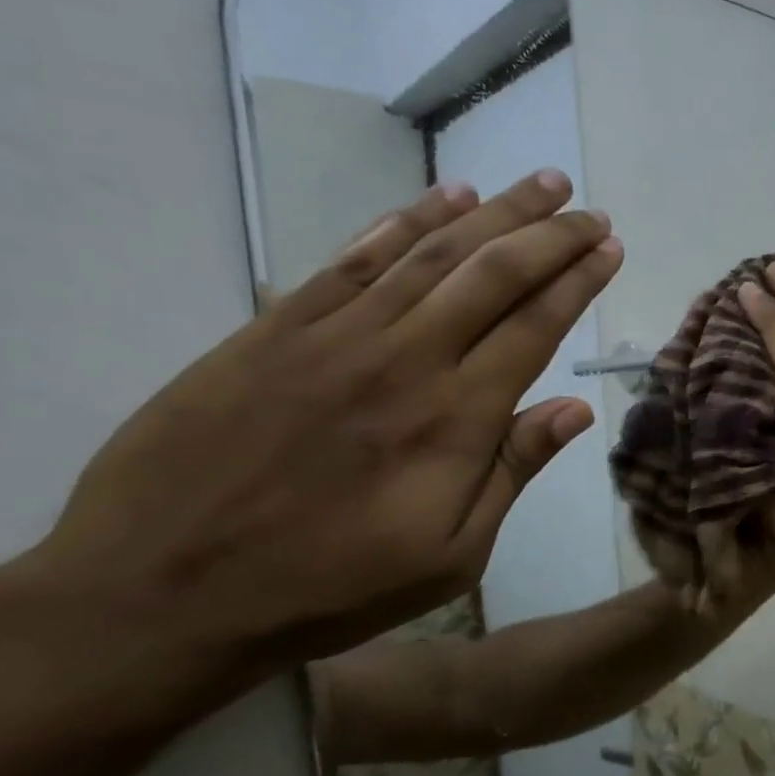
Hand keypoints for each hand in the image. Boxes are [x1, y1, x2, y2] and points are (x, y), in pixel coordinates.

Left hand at [29, 171, 620, 691]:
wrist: (164, 590)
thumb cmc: (331, 586)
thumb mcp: (452, 556)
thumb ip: (512, 471)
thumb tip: (576, 408)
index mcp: (455, 419)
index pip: (535, 326)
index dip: (578, 281)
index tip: (609, 249)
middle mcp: (406, 359)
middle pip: (493, 274)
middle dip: (551, 235)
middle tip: (590, 210)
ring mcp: (336, 335)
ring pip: (431, 253)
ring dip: (494, 213)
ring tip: (540, 186)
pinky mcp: (277, 328)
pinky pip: (353, 258)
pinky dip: (404, 221)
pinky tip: (444, 198)